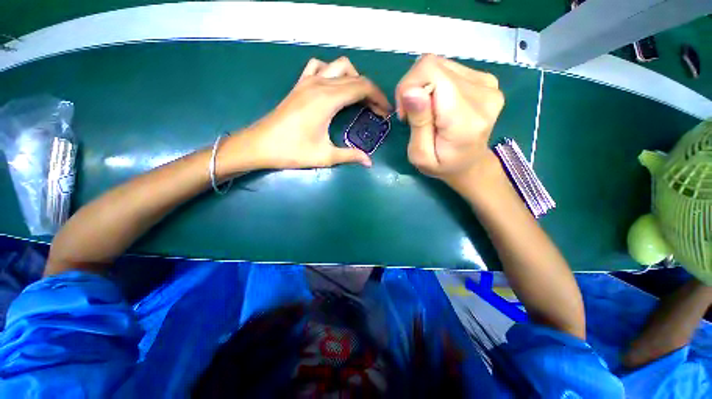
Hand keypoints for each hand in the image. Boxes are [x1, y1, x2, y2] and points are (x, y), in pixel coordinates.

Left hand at [236, 57, 390, 169]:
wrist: (260, 145)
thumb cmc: (292, 151)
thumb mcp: (325, 157)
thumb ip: (350, 156)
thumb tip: (369, 162)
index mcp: (328, 99)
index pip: (362, 87)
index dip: (378, 98)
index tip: (385, 112)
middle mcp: (320, 84)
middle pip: (355, 77)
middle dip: (370, 91)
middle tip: (376, 110)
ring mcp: (308, 81)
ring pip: (338, 66)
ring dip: (353, 78)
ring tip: (357, 97)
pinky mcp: (299, 85)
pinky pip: (319, 67)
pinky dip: (331, 72)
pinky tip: (332, 87)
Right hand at [396, 54, 504, 186]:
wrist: (470, 164)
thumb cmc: (442, 165)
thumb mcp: (421, 155)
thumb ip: (418, 123)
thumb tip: (411, 90)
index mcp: (464, 118)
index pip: (430, 71)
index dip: (408, 85)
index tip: (405, 113)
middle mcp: (482, 94)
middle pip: (433, 65)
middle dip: (413, 87)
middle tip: (413, 115)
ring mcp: (488, 84)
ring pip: (440, 64)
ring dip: (425, 86)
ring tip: (427, 111)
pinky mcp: (487, 80)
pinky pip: (450, 69)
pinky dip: (437, 84)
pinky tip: (439, 104)